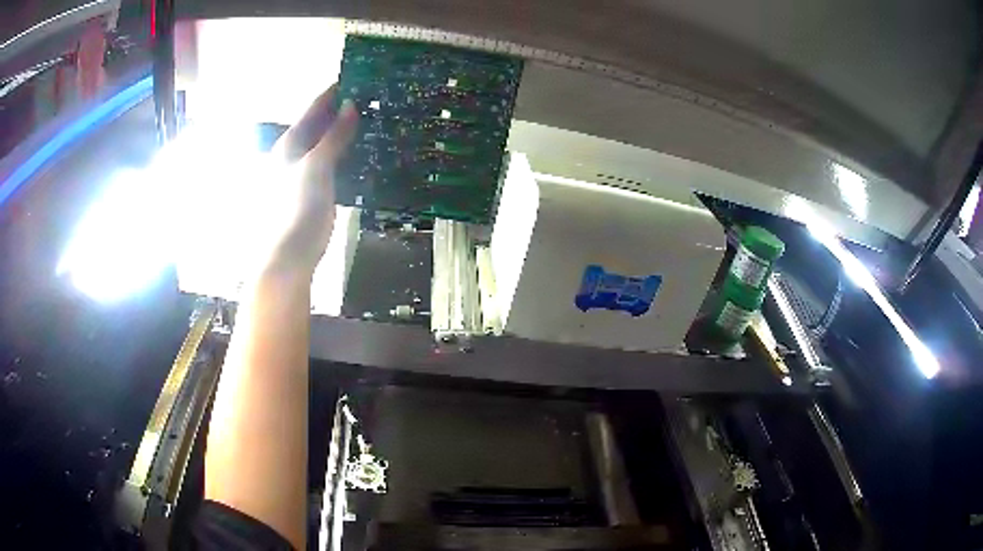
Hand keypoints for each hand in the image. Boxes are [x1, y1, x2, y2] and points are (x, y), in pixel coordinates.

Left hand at [267, 85, 357, 275]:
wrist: (288, 257)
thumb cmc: (298, 208)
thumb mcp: (317, 166)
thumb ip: (333, 136)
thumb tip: (350, 105)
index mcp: (289, 144)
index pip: (312, 110)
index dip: (331, 94)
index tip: (353, 78)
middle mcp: (291, 155)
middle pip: (316, 126)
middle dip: (338, 112)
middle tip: (367, 99)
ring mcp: (299, 175)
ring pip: (323, 145)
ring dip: (341, 134)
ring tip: (367, 122)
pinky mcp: (310, 192)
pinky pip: (328, 164)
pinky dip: (342, 155)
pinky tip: (356, 154)